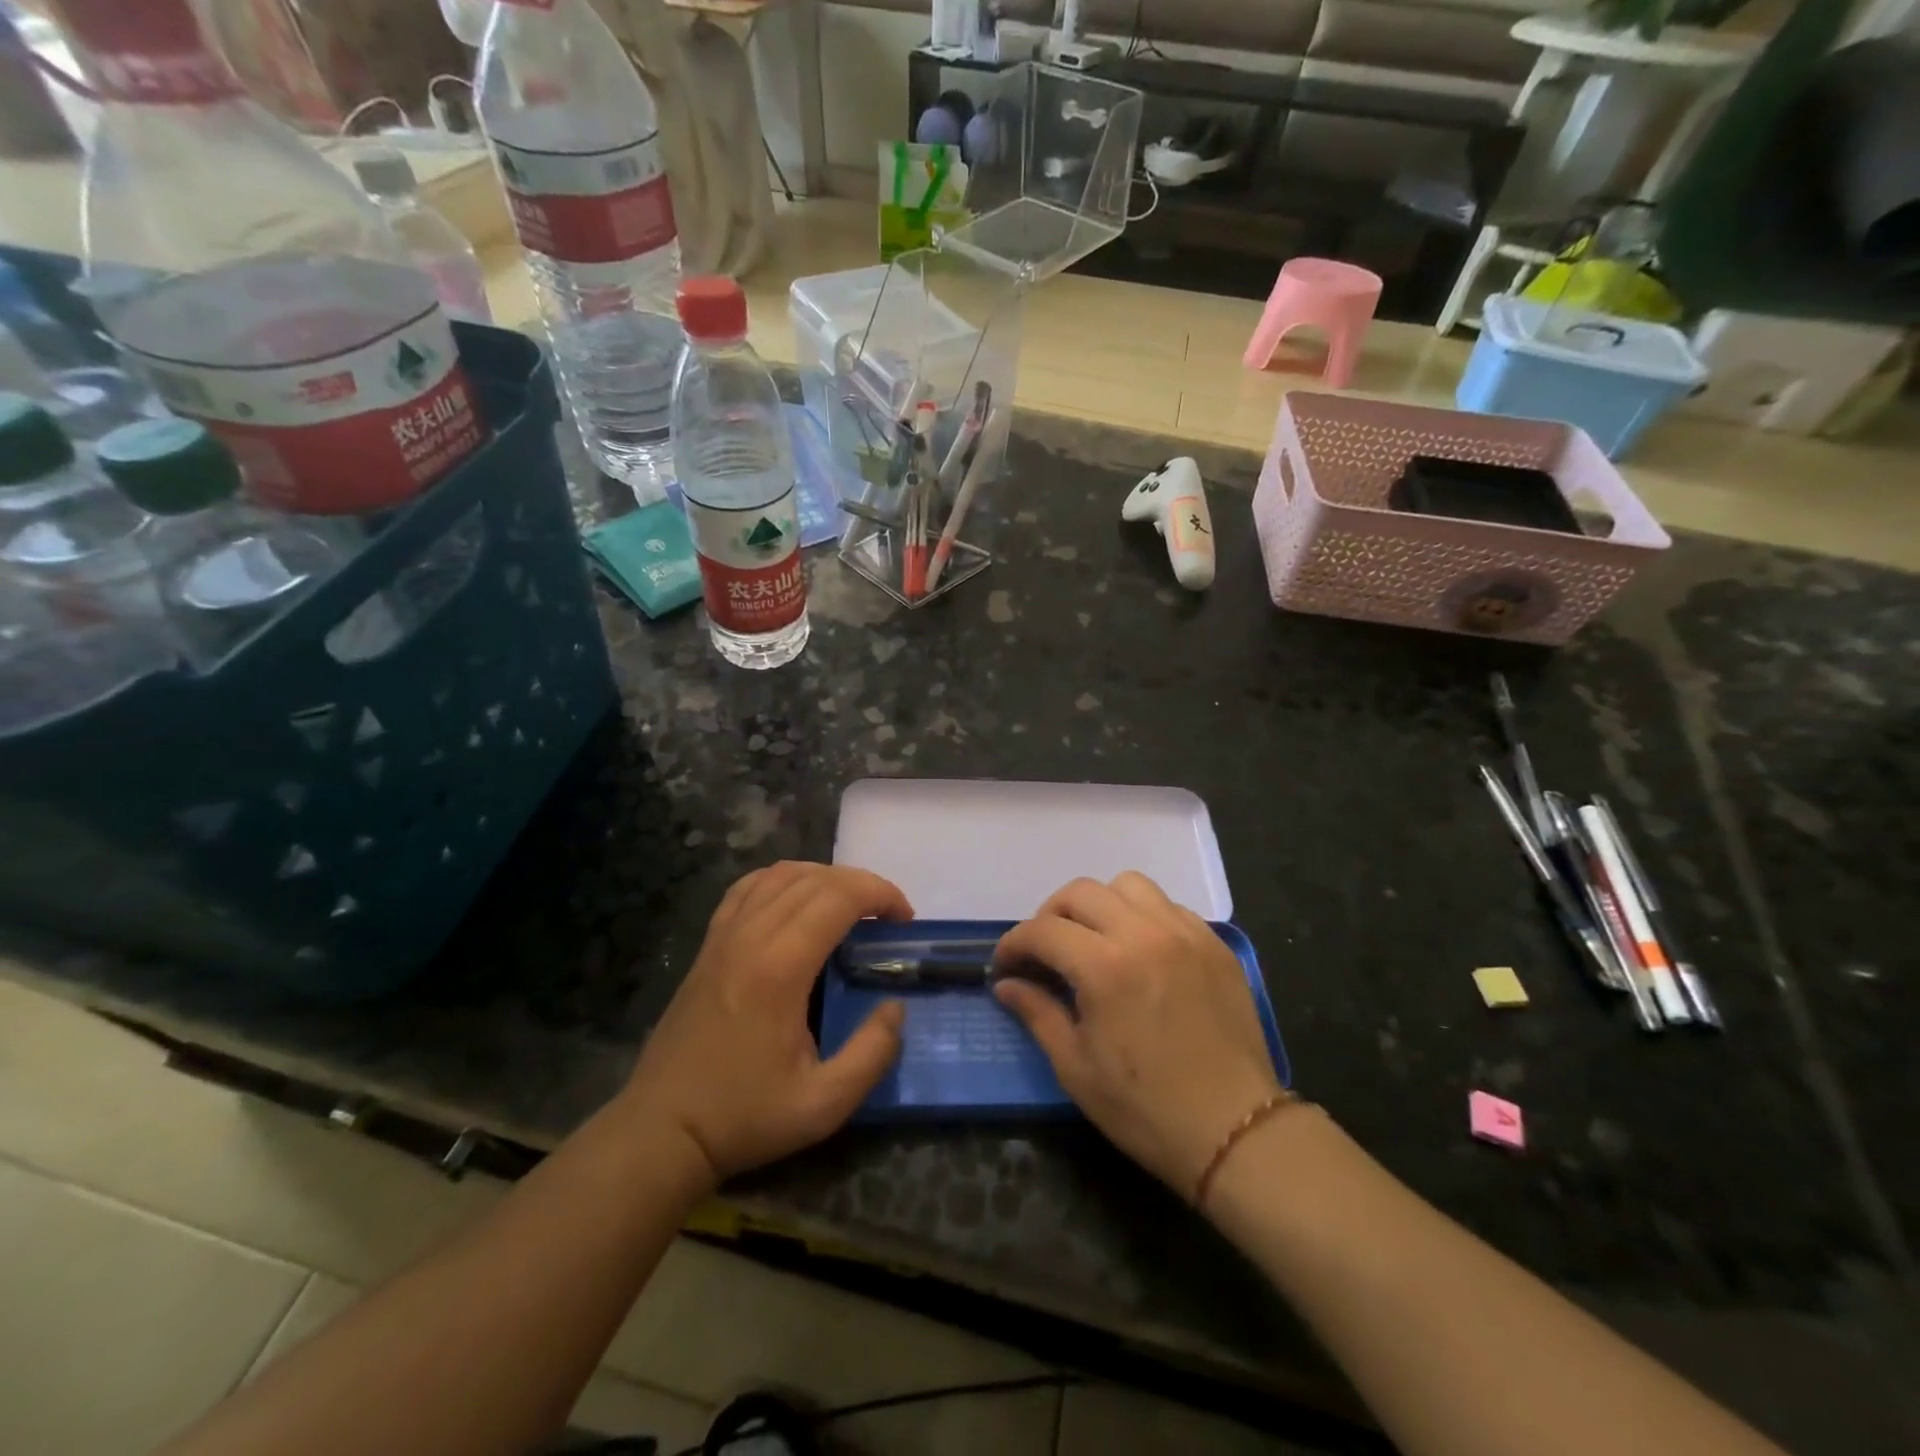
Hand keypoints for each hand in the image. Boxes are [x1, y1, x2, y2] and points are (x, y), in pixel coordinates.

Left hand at [619, 862, 911, 1188]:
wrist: (662, 1130)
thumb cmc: (744, 1116)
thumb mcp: (823, 1105)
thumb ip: (872, 1053)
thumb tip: (896, 1008)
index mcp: (780, 968)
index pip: (838, 897)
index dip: (880, 894)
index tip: (904, 919)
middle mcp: (750, 937)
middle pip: (814, 879)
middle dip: (861, 884)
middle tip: (886, 915)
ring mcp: (723, 936)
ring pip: (780, 874)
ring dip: (824, 878)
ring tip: (848, 906)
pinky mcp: (708, 944)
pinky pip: (748, 888)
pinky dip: (781, 880)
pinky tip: (795, 902)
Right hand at [993, 872, 1282, 1197]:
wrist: (1235, 1130)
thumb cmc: (1145, 1108)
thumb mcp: (1075, 1067)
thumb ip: (1037, 1013)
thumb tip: (1006, 984)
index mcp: (1104, 966)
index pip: (1043, 930)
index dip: (1014, 943)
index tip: (1005, 965)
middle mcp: (1144, 934)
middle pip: (1081, 892)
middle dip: (1050, 915)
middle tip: (1044, 950)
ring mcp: (1185, 933)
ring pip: (1128, 885)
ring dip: (1099, 904)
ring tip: (1094, 938)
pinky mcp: (1213, 944)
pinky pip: (1168, 905)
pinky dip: (1142, 915)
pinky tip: (1140, 949)